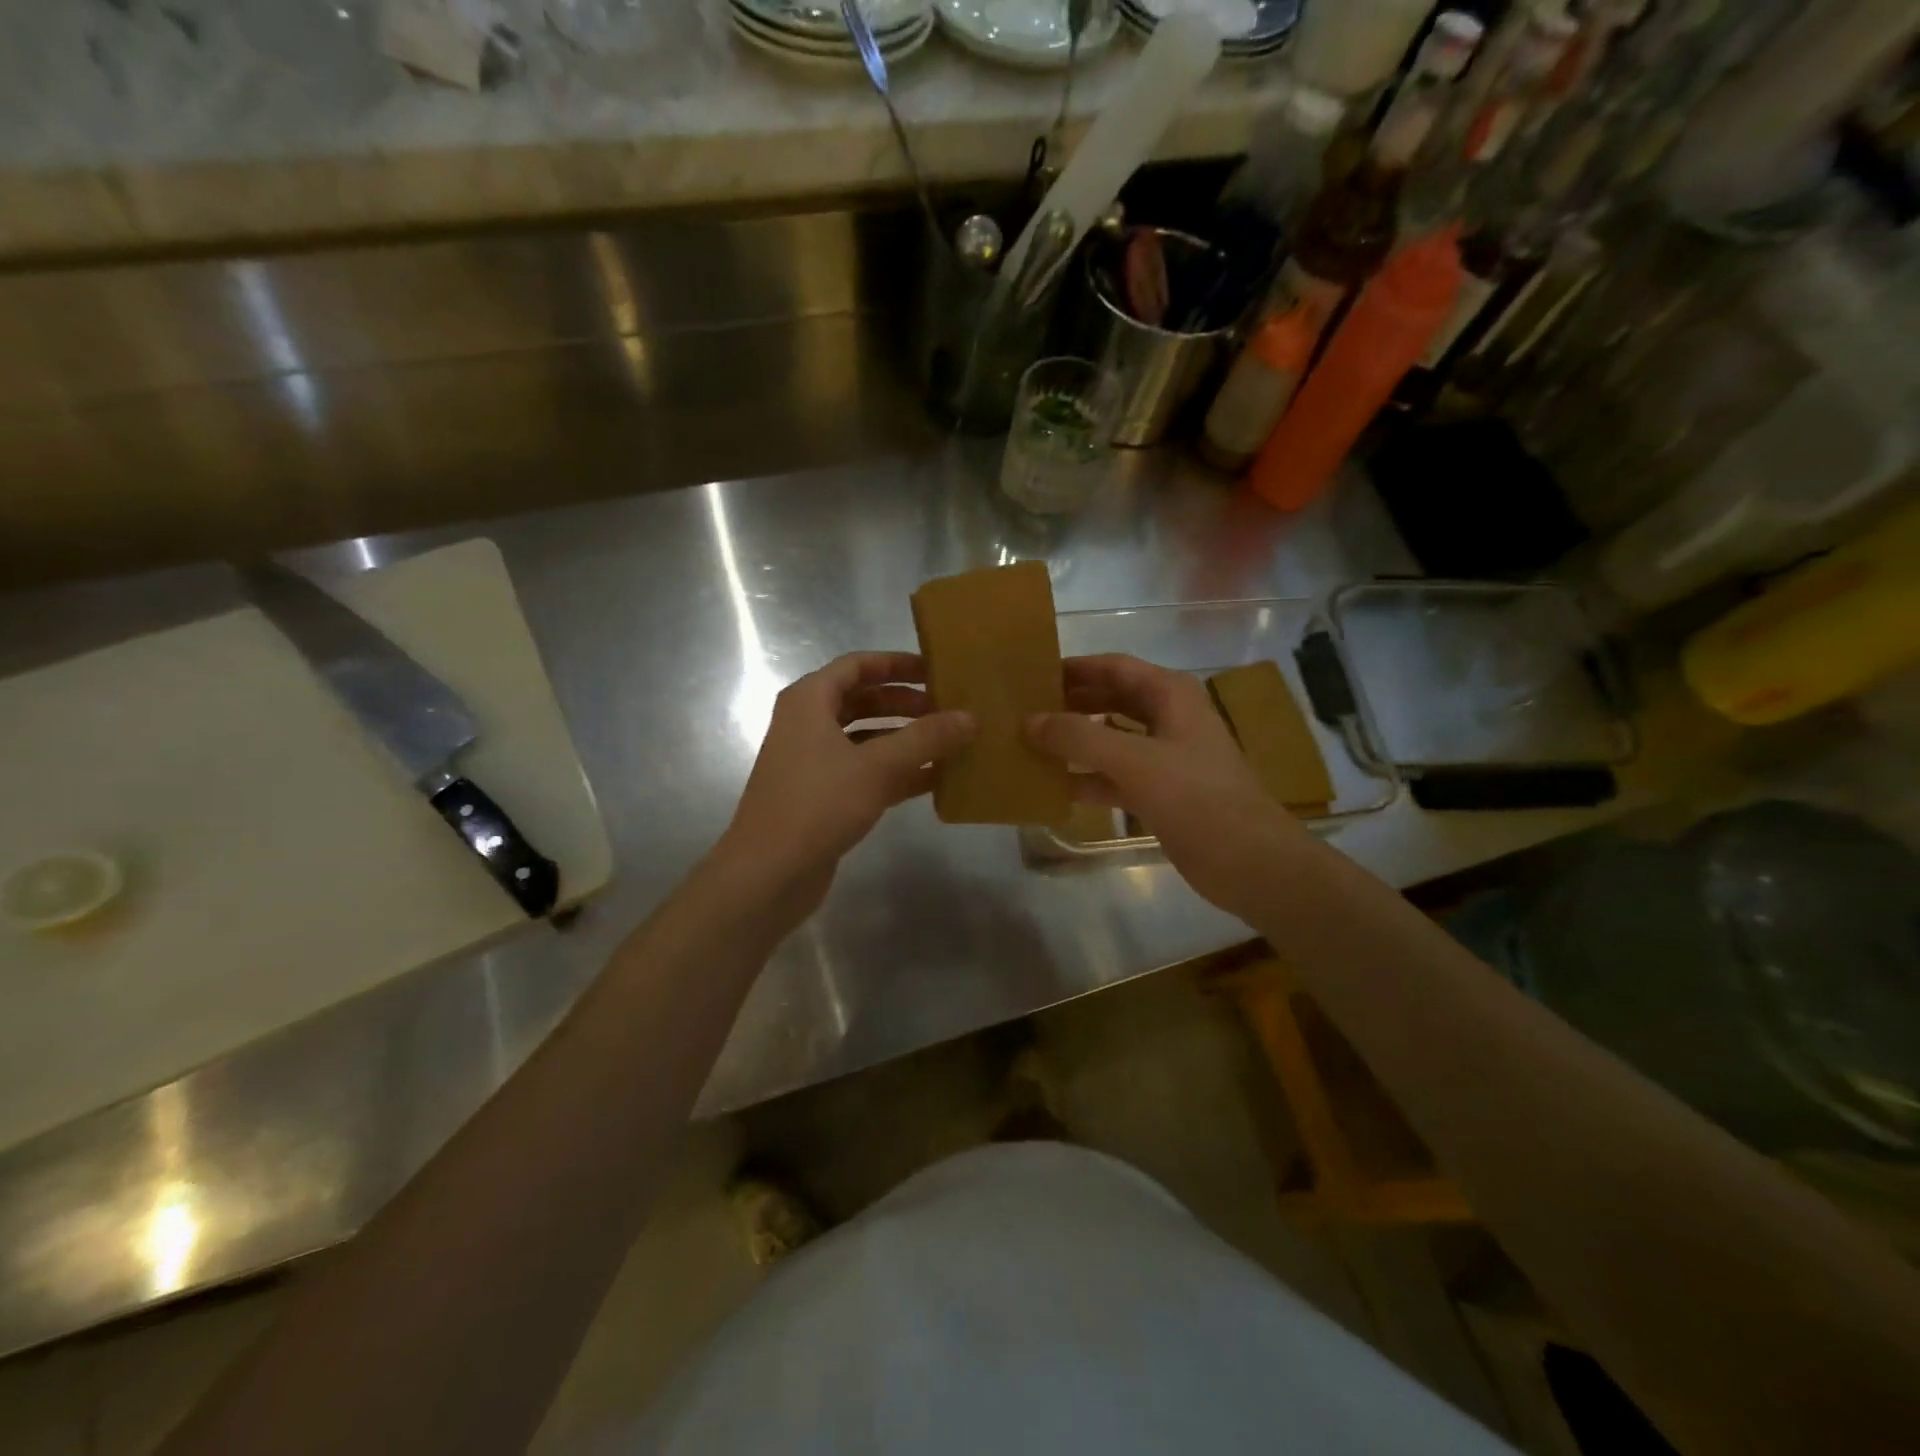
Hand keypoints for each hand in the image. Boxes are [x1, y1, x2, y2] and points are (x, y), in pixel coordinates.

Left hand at [716, 652, 972, 921]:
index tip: (935, 670)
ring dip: (906, 740)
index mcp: (810, 701)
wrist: (768, 873)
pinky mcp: (823, 797)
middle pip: (863, 701)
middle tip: (949, 710)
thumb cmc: (818, 804)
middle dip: (906, 704)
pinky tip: (936, 780)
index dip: (896, 664)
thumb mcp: (878, 766)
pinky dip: (897, 772)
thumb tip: (970, 717)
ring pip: (867, 739)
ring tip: (951, 743)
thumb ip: (926, 738)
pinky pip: (866, 772)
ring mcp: (814, 763)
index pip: (857, 665)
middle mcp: (808, 725)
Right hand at [1027, 654, 1318, 924]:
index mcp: (1170, 695)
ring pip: (1111, 739)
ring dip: (1076, 742)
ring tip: (1030, 744)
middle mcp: (1168, 718)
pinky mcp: (1161, 793)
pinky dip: (1088, 778)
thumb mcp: (1134, 761)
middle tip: (1024, 710)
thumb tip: (1030, 721)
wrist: (1249, 862)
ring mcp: (1165, 757)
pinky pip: (1115, 776)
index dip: (1075, 667)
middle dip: (1071, 703)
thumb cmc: (1196, 798)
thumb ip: (1079, 737)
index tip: (1032, 673)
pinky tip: (1054, 786)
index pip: (1114, 667)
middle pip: (1111, 699)